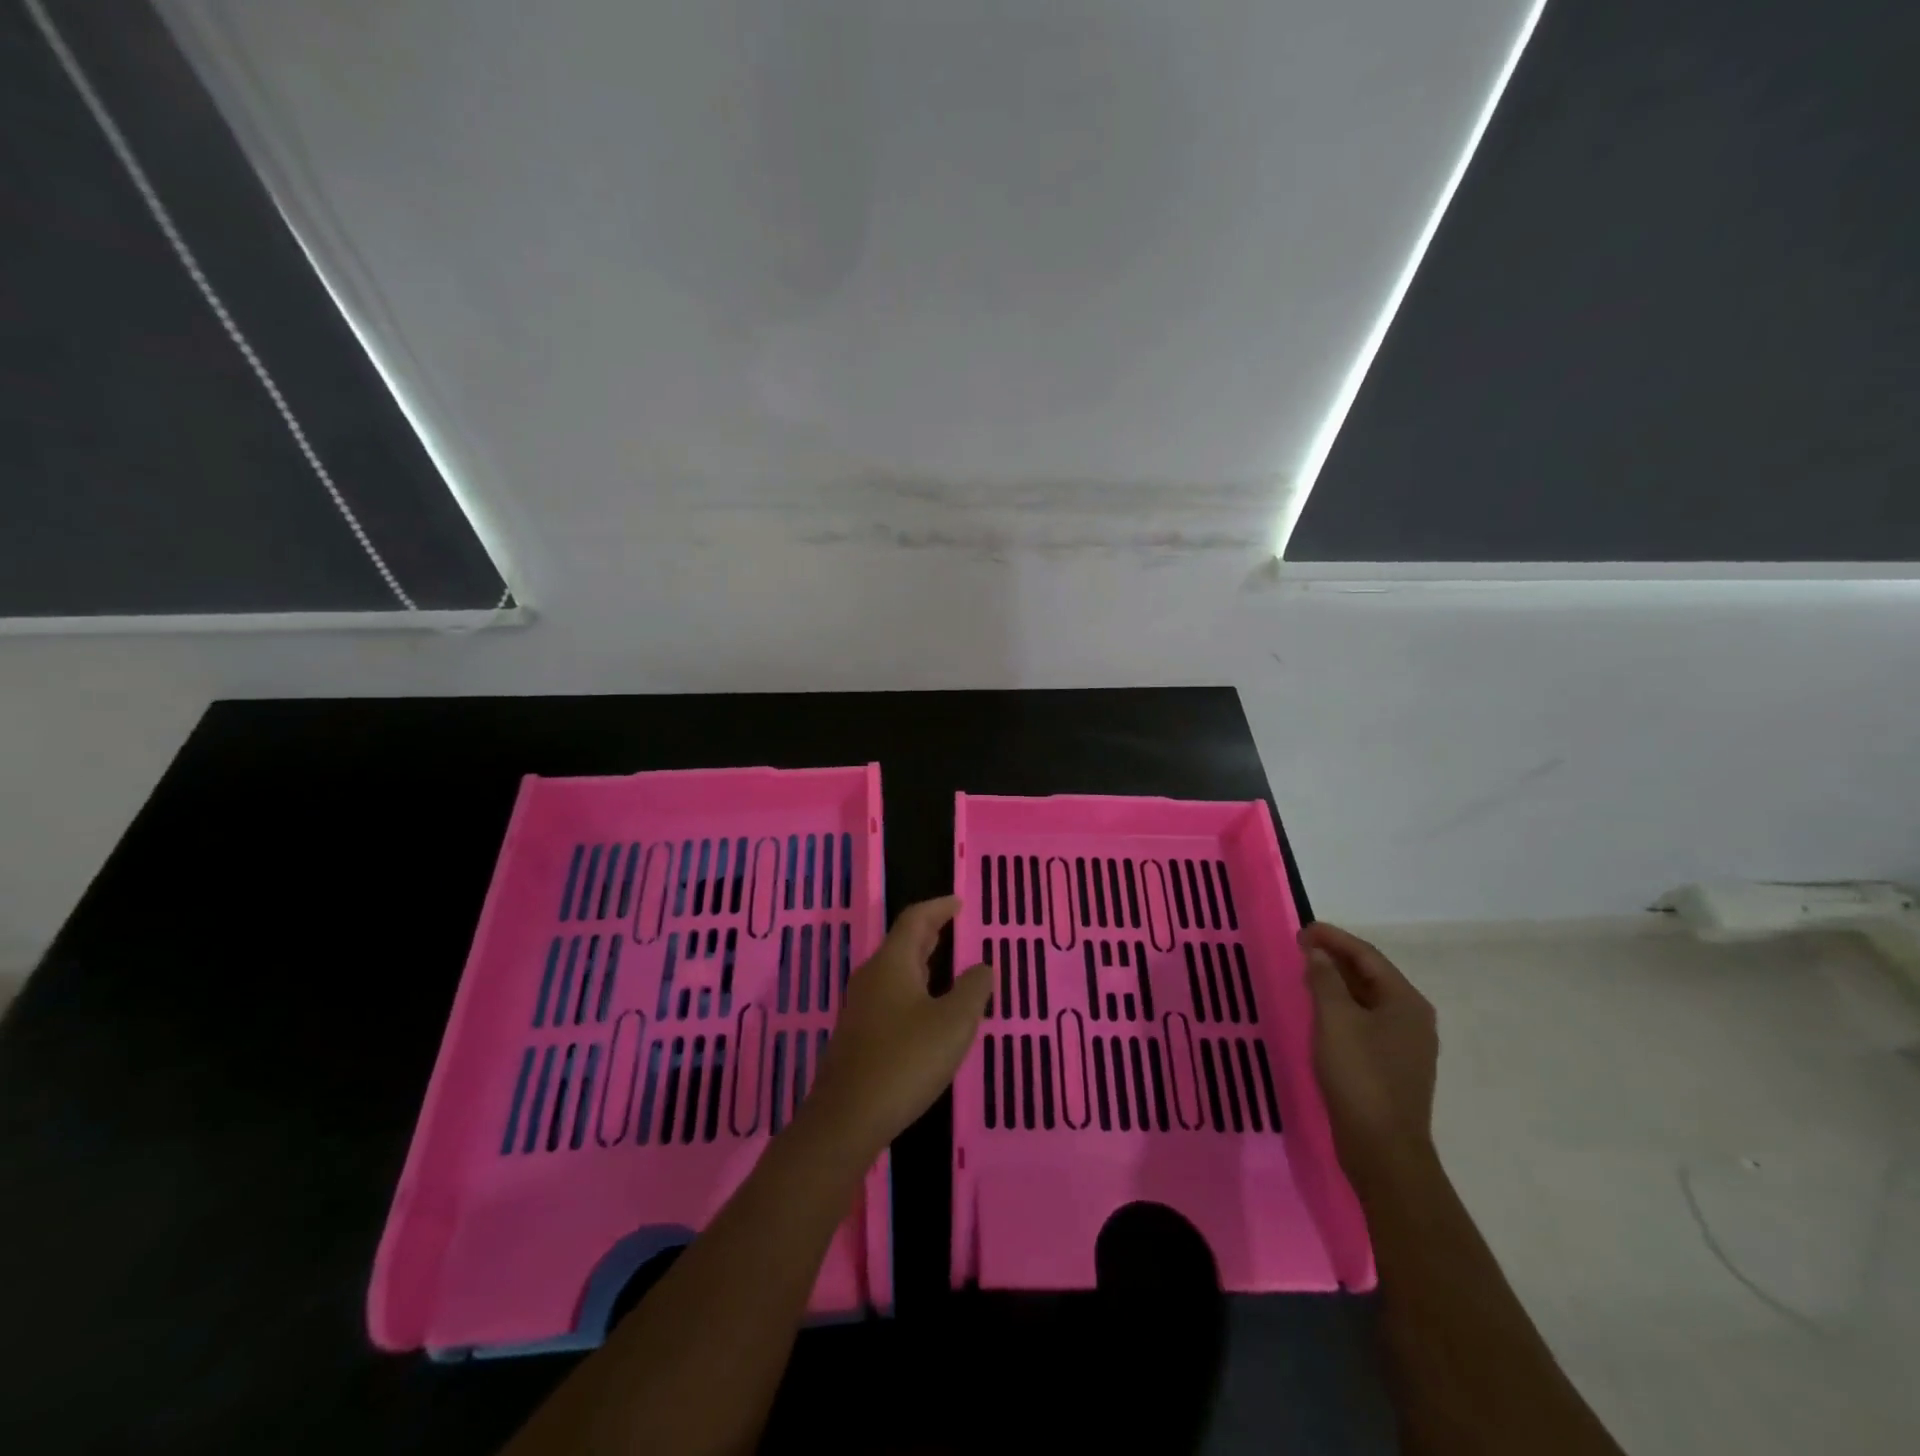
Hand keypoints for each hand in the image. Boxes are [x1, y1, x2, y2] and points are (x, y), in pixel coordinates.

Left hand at [806, 896, 991, 1153]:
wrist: (847, 1118)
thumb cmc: (905, 1061)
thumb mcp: (953, 1024)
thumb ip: (972, 990)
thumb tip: (982, 967)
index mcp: (892, 964)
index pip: (914, 920)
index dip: (938, 907)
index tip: (958, 903)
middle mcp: (872, 977)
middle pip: (901, 943)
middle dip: (928, 932)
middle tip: (953, 926)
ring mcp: (861, 1007)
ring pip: (895, 970)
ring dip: (920, 961)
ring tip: (944, 963)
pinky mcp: (858, 1034)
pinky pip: (889, 995)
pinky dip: (912, 987)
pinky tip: (926, 1009)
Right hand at [1302, 922, 1438, 1191]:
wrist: (1383, 1149)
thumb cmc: (1360, 1076)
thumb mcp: (1335, 1020)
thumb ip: (1325, 980)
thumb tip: (1319, 953)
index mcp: (1406, 1002)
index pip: (1367, 956)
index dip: (1334, 938)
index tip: (1301, 929)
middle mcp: (1412, 1018)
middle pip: (1371, 975)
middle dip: (1335, 958)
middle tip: (1299, 947)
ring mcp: (1405, 1045)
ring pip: (1367, 1000)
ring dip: (1337, 982)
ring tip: (1305, 972)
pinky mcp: (1392, 1066)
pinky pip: (1365, 1022)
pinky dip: (1342, 1007)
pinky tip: (1319, 1012)